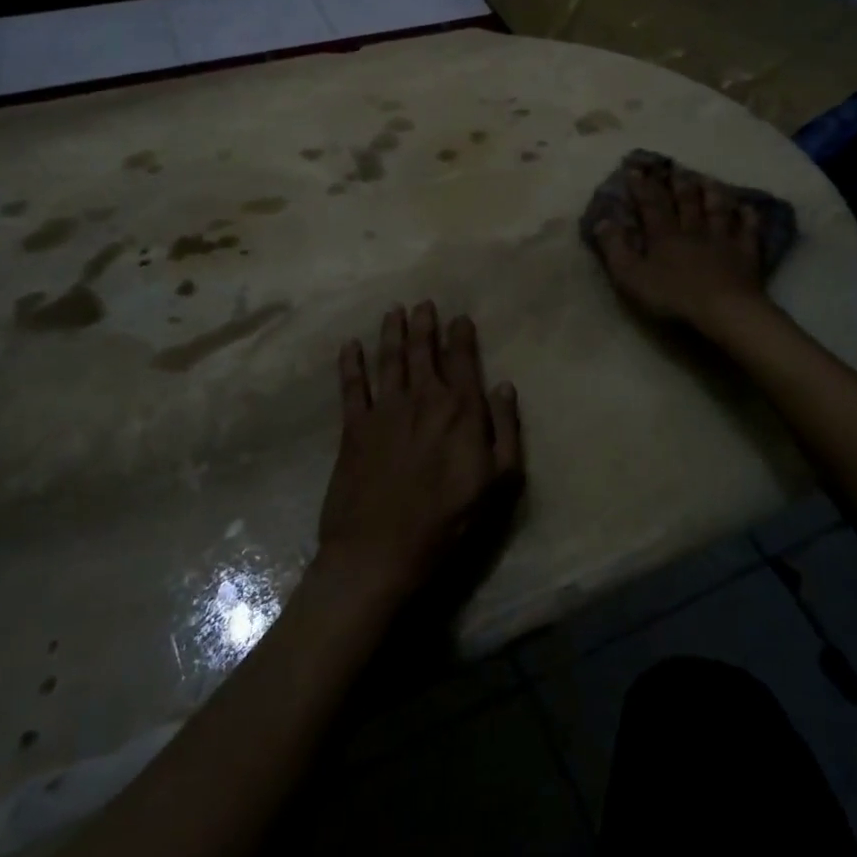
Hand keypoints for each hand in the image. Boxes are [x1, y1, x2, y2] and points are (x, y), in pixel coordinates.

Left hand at [317, 302, 523, 600]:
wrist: (380, 553)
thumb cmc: (448, 522)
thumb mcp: (498, 482)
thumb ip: (506, 429)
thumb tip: (504, 385)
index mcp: (459, 410)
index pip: (463, 360)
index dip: (461, 335)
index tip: (460, 317)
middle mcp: (422, 398)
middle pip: (423, 351)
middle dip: (424, 324)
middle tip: (424, 303)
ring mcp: (384, 410)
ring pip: (389, 359)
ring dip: (391, 332)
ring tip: (394, 311)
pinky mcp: (353, 428)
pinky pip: (352, 386)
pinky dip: (350, 363)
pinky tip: (350, 346)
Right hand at [592, 158, 769, 332]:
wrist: (723, 310)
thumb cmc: (673, 296)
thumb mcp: (631, 277)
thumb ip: (615, 249)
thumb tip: (602, 221)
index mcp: (664, 236)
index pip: (650, 204)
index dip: (642, 186)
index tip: (634, 169)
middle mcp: (693, 230)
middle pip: (686, 201)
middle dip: (677, 183)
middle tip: (673, 167)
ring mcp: (722, 240)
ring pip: (717, 209)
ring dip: (711, 192)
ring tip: (707, 178)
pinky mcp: (746, 254)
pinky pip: (748, 230)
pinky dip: (748, 217)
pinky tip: (748, 207)